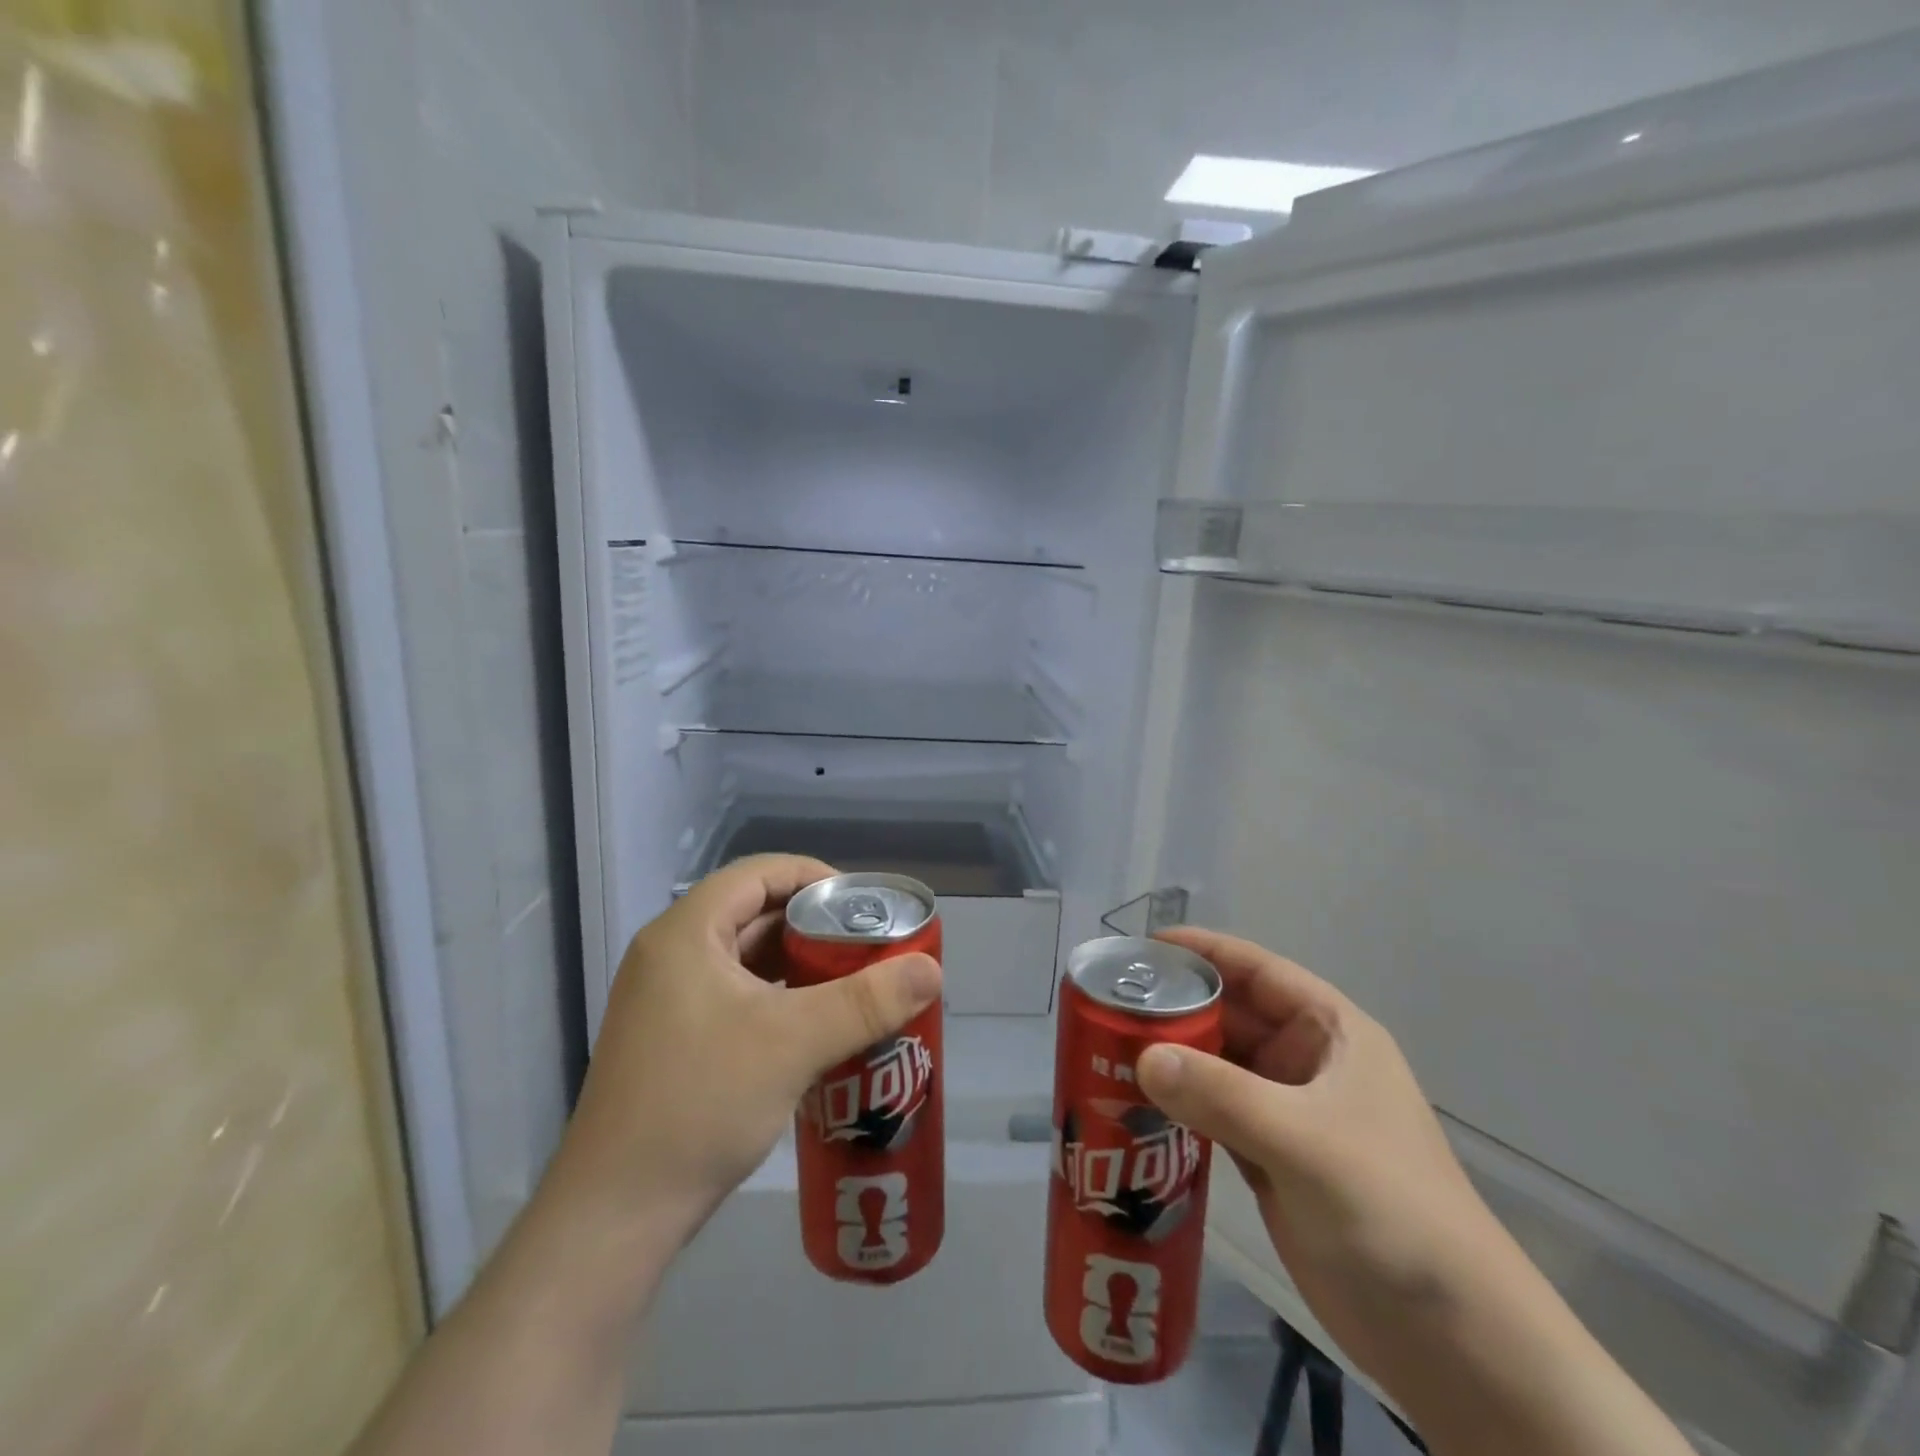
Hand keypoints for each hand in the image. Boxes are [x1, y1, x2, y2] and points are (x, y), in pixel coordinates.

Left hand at [549, 855, 942, 1241]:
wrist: (614, 1216)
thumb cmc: (700, 1104)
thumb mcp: (793, 1043)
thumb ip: (868, 1001)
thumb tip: (932, 969)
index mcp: (686, 933)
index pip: (760, 873)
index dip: (816, 878)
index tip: (864, 906)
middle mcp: (671, 954)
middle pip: (755, 914)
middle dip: (816, 926)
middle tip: (870, 946)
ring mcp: (666, 1000)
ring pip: (747, 959)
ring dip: (800, 965)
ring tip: (854, 982)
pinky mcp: (672, 1039)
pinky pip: (736, 996)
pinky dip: (778, 998)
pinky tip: (815, 1025)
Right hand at [1135, 927, 1500, 1380]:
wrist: (1453, 1342)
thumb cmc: (1391, 1212)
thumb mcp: (1306, 1142)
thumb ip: (1221, 1095)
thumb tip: (1142, 1058)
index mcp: (1330, 1033)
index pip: (1258, 970)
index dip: (1203, 951)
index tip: (1143, 948)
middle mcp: (1306, 1063)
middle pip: (1229, 1017)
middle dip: (1174, 1008)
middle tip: (1107, 1006)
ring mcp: (1287, 1113)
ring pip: (1216, 1067)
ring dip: (1170, 1059)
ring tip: (1106, 1051)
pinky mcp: (1270, 1159)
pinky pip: (1213, 1113)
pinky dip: (1177, 1106)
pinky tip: (1133, 1106)